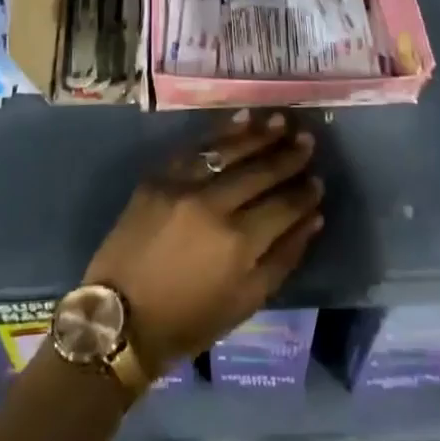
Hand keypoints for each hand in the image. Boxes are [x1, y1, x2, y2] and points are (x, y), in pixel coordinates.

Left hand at [84, 111, 322, 374]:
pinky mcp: (159, 176)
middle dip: (287, 156)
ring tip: (280, 120)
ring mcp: (183, 186)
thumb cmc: (188, 320)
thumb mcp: (245, 302)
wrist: (121, 318)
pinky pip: (196, 147)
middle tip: (308, 140)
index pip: (282, 206)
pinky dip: (220, 132)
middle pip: (259, 172)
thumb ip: (283, 258)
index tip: (318, 180)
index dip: (304, 193)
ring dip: (258, 134)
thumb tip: (313, 219)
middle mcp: (213, 205)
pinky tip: (242, 120)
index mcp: (238, 242)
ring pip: (229, 151)